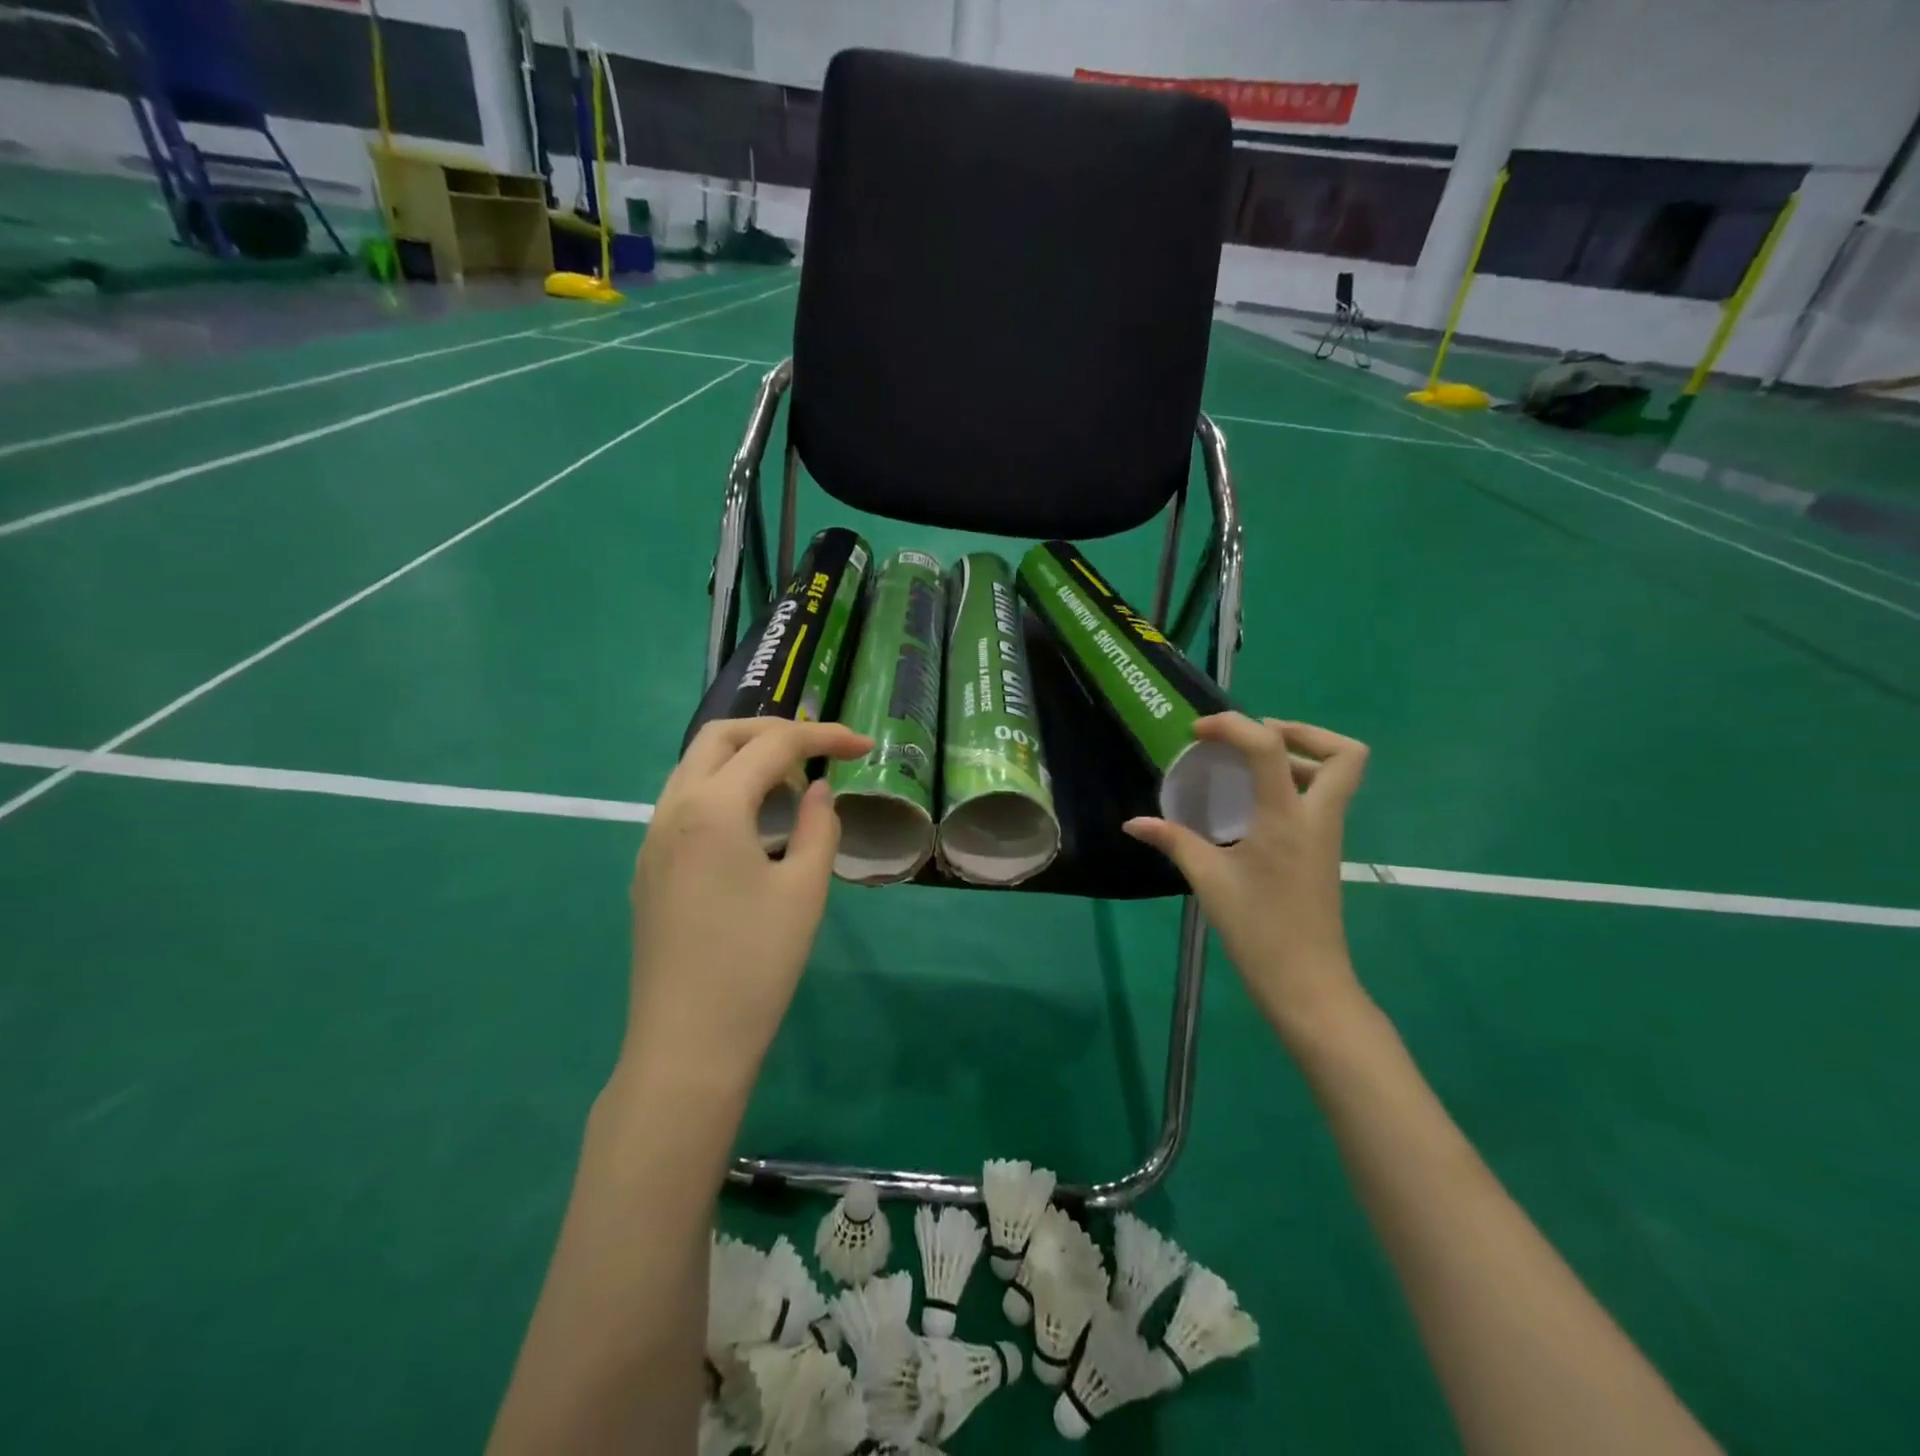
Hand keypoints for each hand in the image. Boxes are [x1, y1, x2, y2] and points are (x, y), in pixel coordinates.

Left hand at [624, 718, 871, 1083]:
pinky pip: (685, 801)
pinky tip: (754, 824)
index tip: (864, 745)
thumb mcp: (805, 890)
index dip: (824, 737)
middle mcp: (673, 809)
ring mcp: (652, 838)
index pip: (774, 746)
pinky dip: (723, 789)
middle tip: (820, 750)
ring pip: (696, 766)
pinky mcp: (648, 867)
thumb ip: (818, 826)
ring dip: (745, 758)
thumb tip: (817, 791)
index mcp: (713, 807)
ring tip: (792, 786)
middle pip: (721, 737)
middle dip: (774, 731)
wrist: (686, 1044)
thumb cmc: (755, 965)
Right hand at [1125, 714, 1370, 1042]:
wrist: (1306, 983)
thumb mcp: (1208, 880)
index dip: (1235, 726)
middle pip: (1344, 753)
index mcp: (1287, 818)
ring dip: (1299, 755)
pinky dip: (1295, 783)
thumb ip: (1173, 841)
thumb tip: (1134, 823)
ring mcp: (1327, 835)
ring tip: (1248, 764)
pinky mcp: (1325, 850)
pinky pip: (1322, 798)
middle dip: (1301, 731)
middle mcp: (1317, 817)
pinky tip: (1253, 802)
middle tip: (1252, 739)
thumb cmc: (1257, 929)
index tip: (1199, 733)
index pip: (1271, 747)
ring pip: (1338, 775)